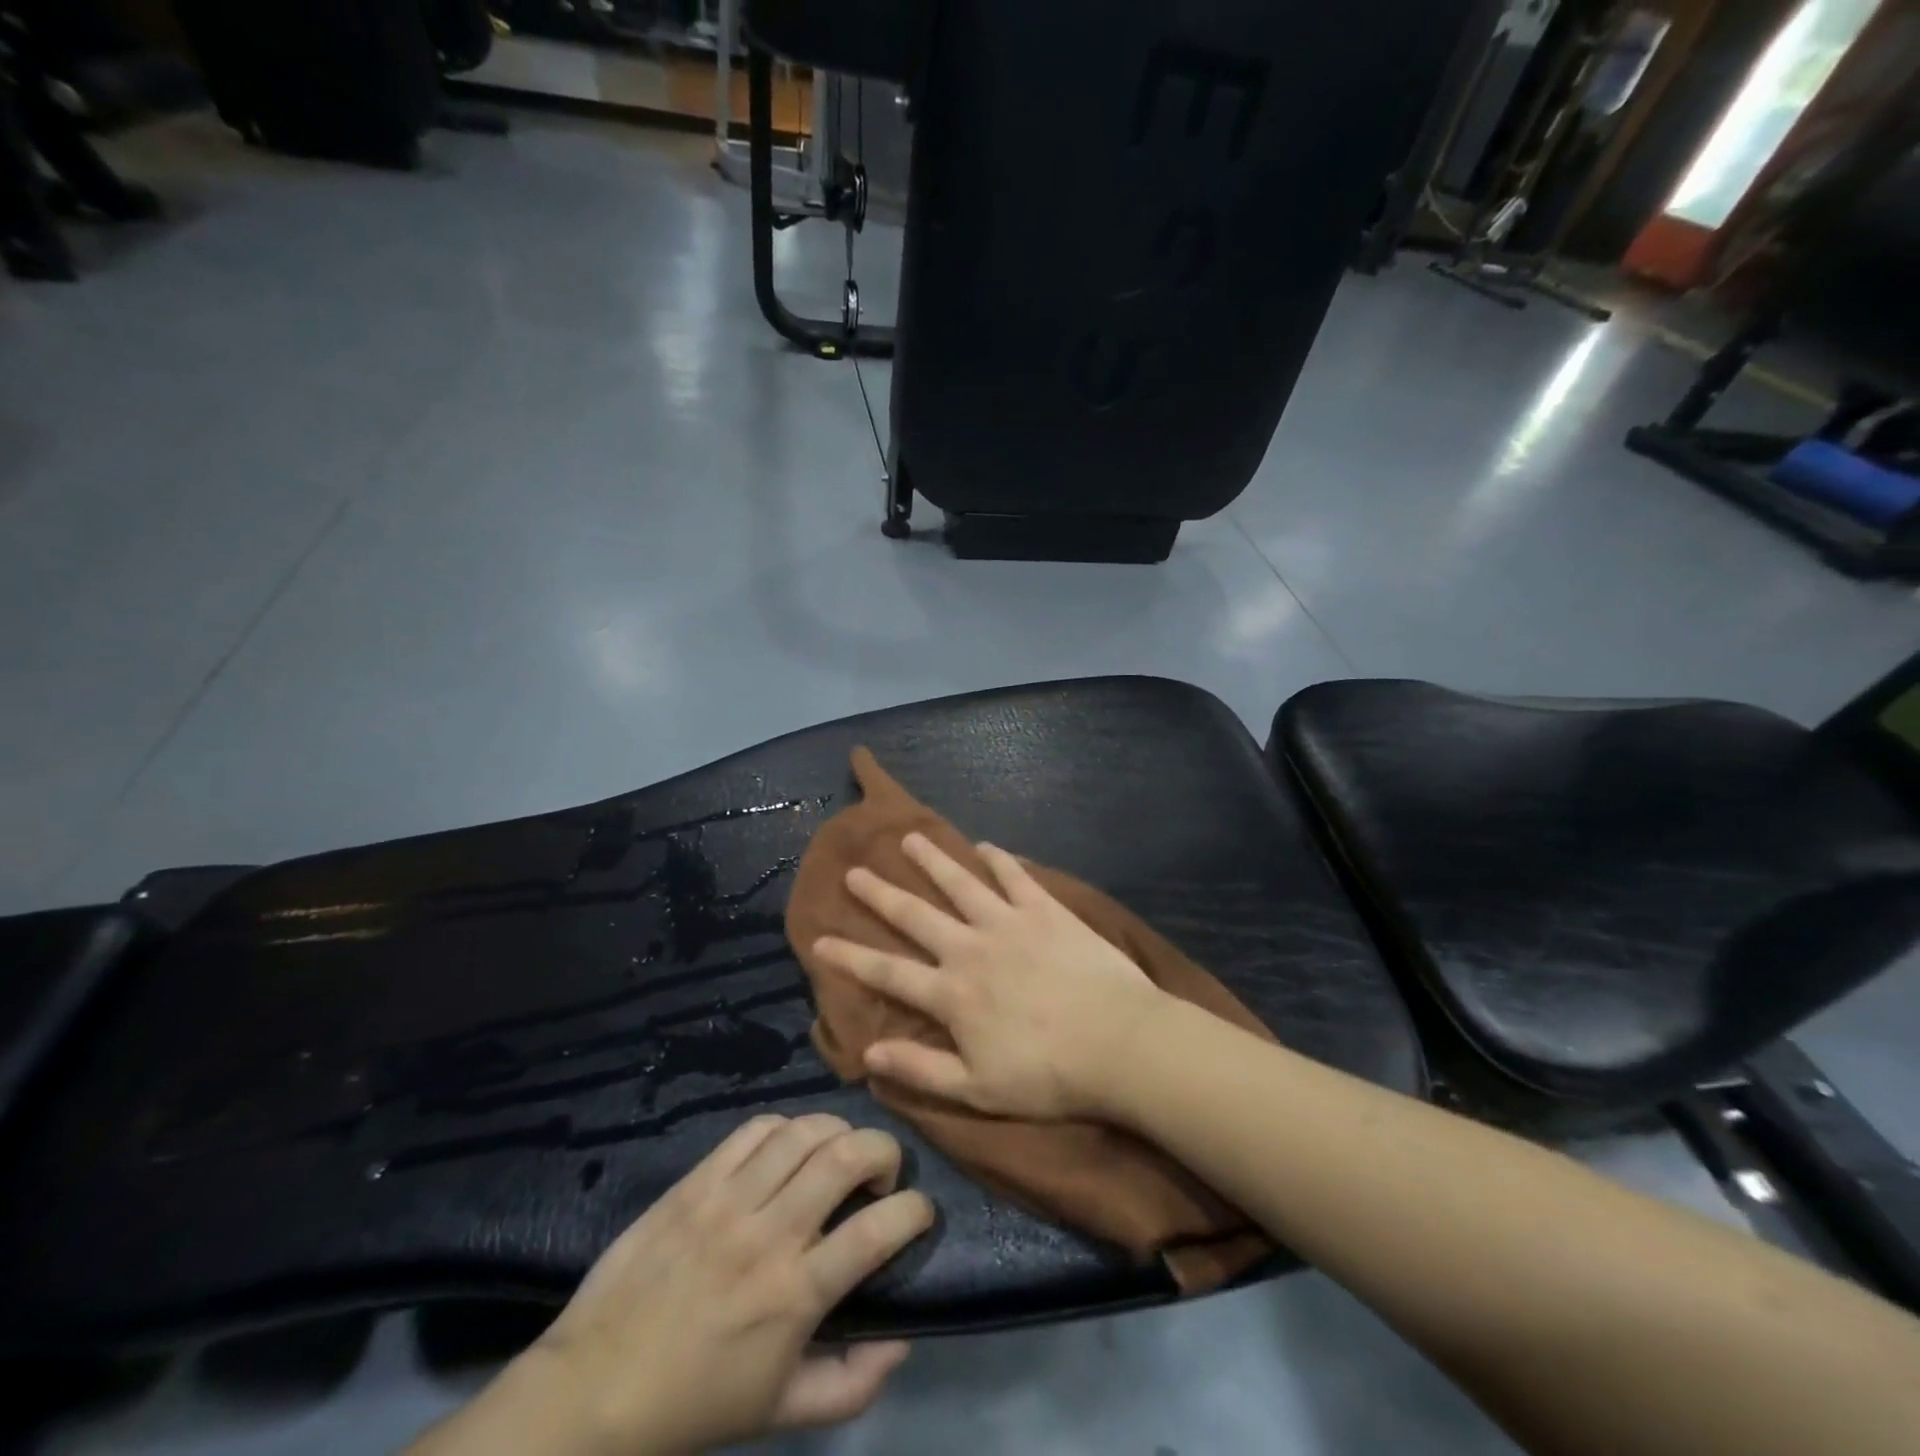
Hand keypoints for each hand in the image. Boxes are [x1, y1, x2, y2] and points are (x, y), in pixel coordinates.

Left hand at [425, 1114, 932, 1455]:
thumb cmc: (693, 1406)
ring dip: (838, 1133)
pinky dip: (786, 1128)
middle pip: (847, 1156)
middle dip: (885, 1151)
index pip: (878, 1230)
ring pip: (804, 1131)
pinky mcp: (696, 1181)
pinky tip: (788, 1149)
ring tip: (839, 1155)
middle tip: (883, 1173)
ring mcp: (729, 1200)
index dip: (915, 1210)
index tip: (920, 1212)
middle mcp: (769, 1235)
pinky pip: (755, 1129)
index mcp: (794, 1295)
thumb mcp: (781, 1413)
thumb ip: (852, 1383)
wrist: (592, 1391)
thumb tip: (903, 1338)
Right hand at [811, 833, 1164, 1120]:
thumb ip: (921, 1068)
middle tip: (855, 871)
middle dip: (881, 894)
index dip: (849, 956)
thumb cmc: (1049, 1075)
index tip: (819, 939)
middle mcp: (971, 948)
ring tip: (909, 839)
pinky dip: (999, 859)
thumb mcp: (977, 1090)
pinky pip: (1016, 876)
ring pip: (960, 883)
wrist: (1119, 1042)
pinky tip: (986, 846)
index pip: (887, 972)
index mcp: (952, 993)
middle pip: (916, 915)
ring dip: (932, 860)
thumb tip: (868, 1053)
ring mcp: (1009, 922)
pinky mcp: (1046, 910)